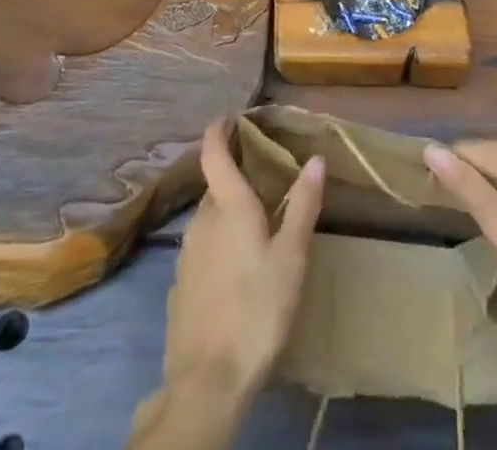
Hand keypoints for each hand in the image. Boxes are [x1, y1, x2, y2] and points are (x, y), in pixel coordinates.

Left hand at [167, 120, 325, 400]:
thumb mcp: (291, 257)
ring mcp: (186, 255)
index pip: (213, 152)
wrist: (208, 381)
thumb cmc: (257, 309)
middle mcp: (201, 220)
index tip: (229, 116)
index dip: (218, 130)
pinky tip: (237, 269)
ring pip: (208, 219)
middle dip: (235, 177)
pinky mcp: (180, 286)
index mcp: (228, 205)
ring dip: (227, 213)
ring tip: (255, 223)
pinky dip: (218, 244)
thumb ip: (303, 205)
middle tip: (264, 178)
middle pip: (215, 187)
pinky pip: (202, 249)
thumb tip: (315, 158)